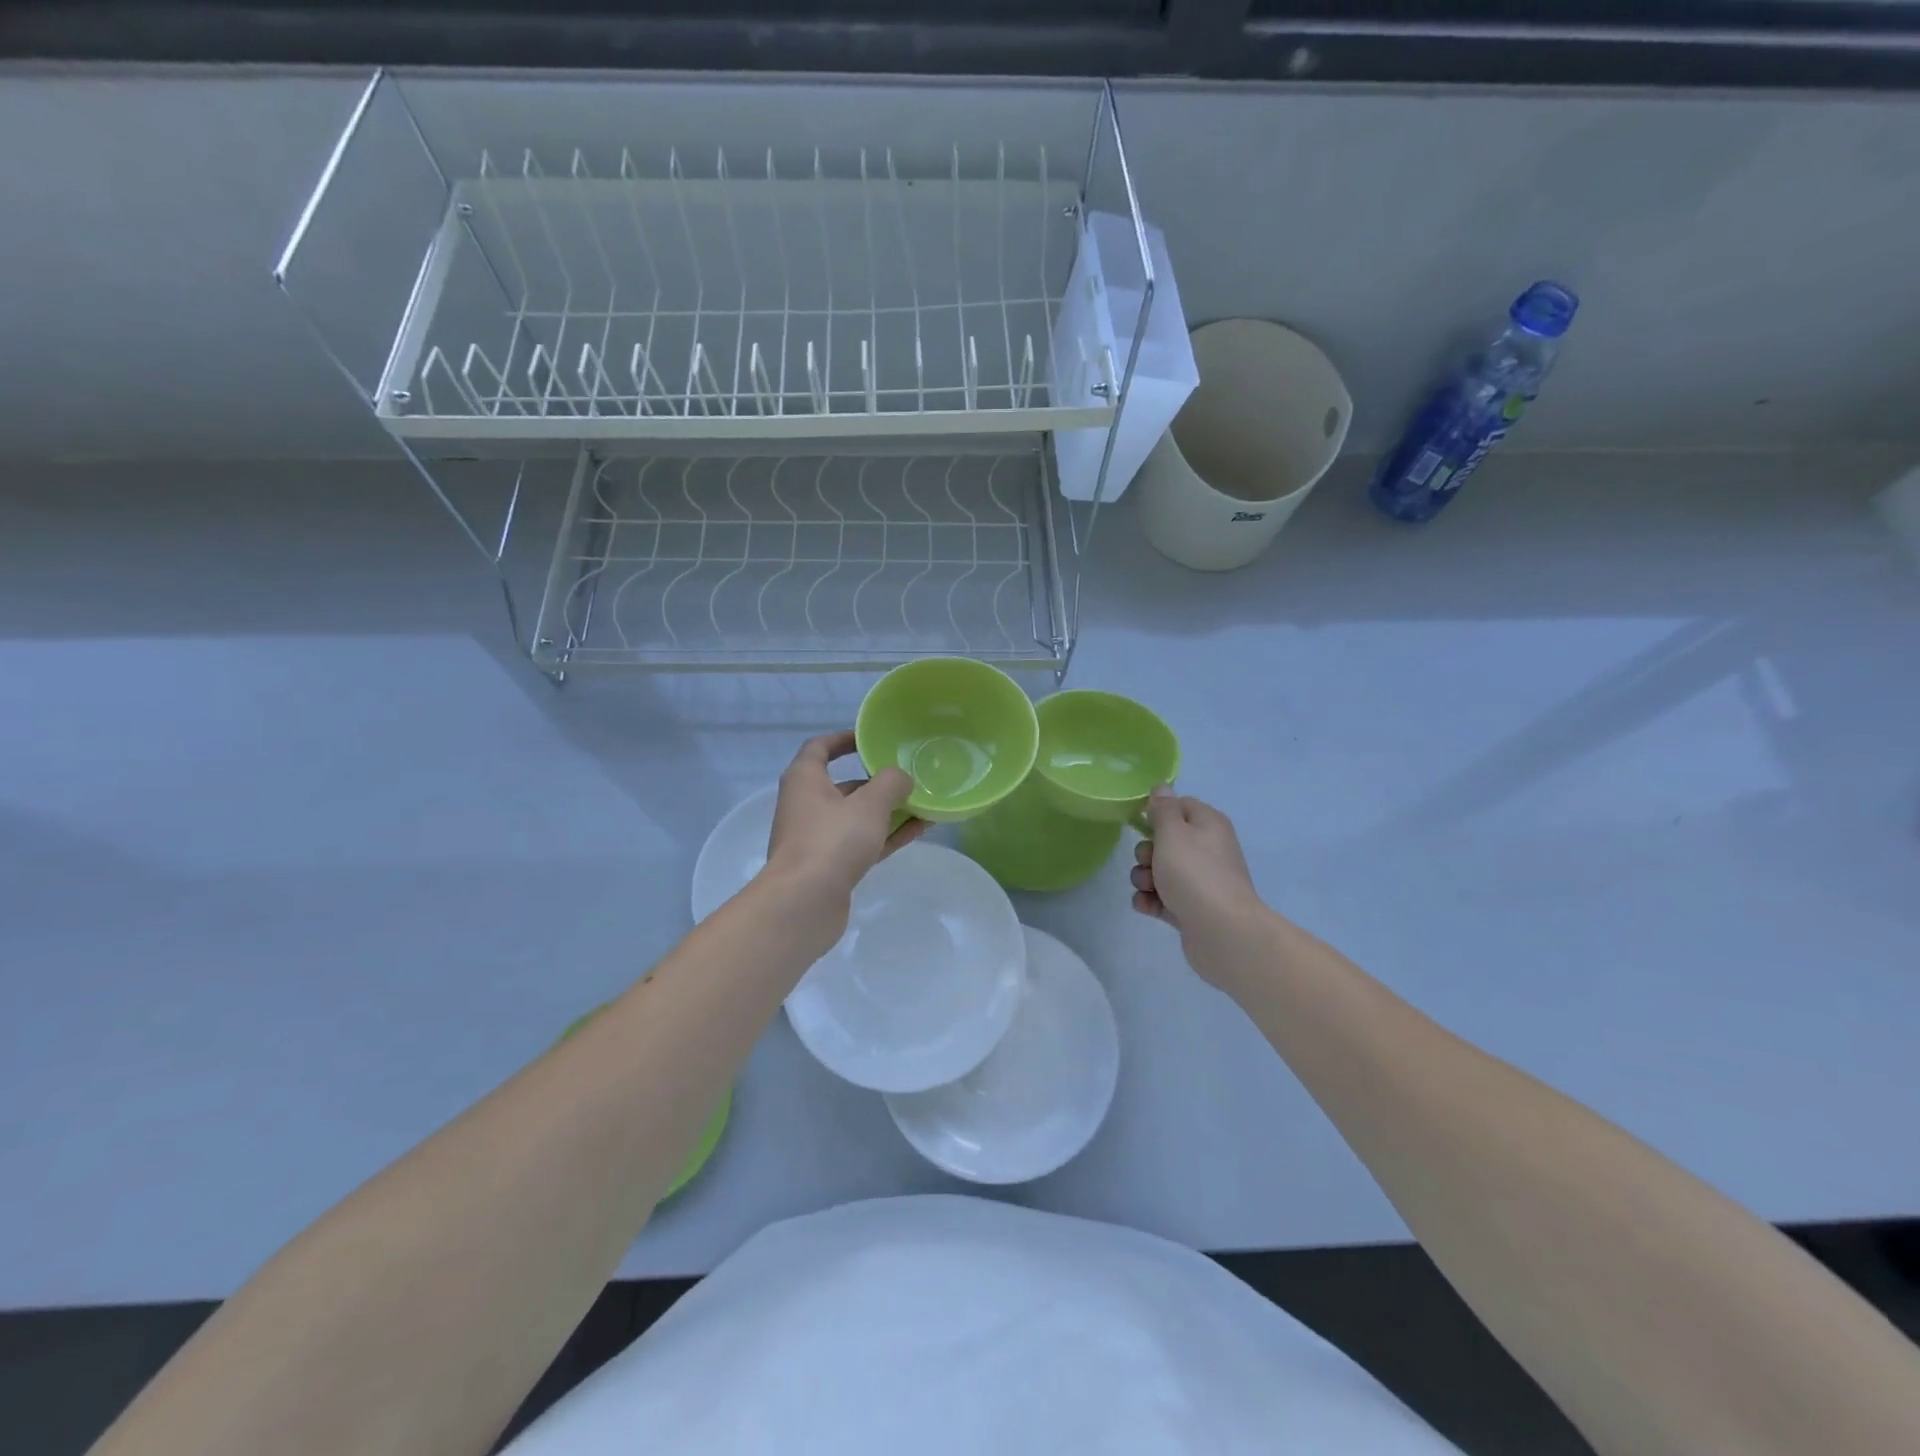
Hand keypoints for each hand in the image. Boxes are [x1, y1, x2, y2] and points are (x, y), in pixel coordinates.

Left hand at [761, 730, 924, 923]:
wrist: (804, 903)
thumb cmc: (832, 840)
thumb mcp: (869, 804)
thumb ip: (890, 782)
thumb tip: (901, 778)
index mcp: (805, 780)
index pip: (820, 747)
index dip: (844, 739)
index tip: (871, 738)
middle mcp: (806, 805)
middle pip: (843, 785)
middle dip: (876, 780)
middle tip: (908, 775)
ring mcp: (817, 838)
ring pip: (857, 817)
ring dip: (887, 810)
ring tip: (923, 802)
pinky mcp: (830, 866)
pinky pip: (863, 842)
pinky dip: (887, 834)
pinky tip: (918, 830)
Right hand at [1129, 786, 1266, 980]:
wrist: (1222, 931)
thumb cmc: (1195, 873)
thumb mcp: (1173, 832)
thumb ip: (1163, 809)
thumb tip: (1162, 788)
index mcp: (1208, 824)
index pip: (1180, 806)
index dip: (1158, 813)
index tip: (1142, 823)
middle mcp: (1207, 850)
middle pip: (1165, 841)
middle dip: (1146, 852)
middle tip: (1148, 862)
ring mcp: (1200, 881)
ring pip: (1160, 871)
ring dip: (1144, 878)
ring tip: (1148, 888)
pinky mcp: (1191, 908)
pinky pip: (1162, 897)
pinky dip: (1151, 900)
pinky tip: (1148, 906)